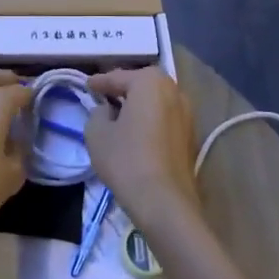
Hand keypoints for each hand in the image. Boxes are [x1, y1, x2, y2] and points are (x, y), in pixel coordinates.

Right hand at [85, 68, 198, 230]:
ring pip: (156, 102)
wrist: (164, 201)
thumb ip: (97, 113)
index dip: (99, 82)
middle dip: (123, 89)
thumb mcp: (96, 133)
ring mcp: (188, 113)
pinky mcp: (192, 135)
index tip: (87, 86)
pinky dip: (151, 120)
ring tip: (120, 116)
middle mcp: (174, 90)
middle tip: (104, 97)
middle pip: (142, 85)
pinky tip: (138, 133)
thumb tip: (107, 111)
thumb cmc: (126, 159)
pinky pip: (165, 118)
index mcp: (150, 82)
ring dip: (139, 105)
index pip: (118, 77)